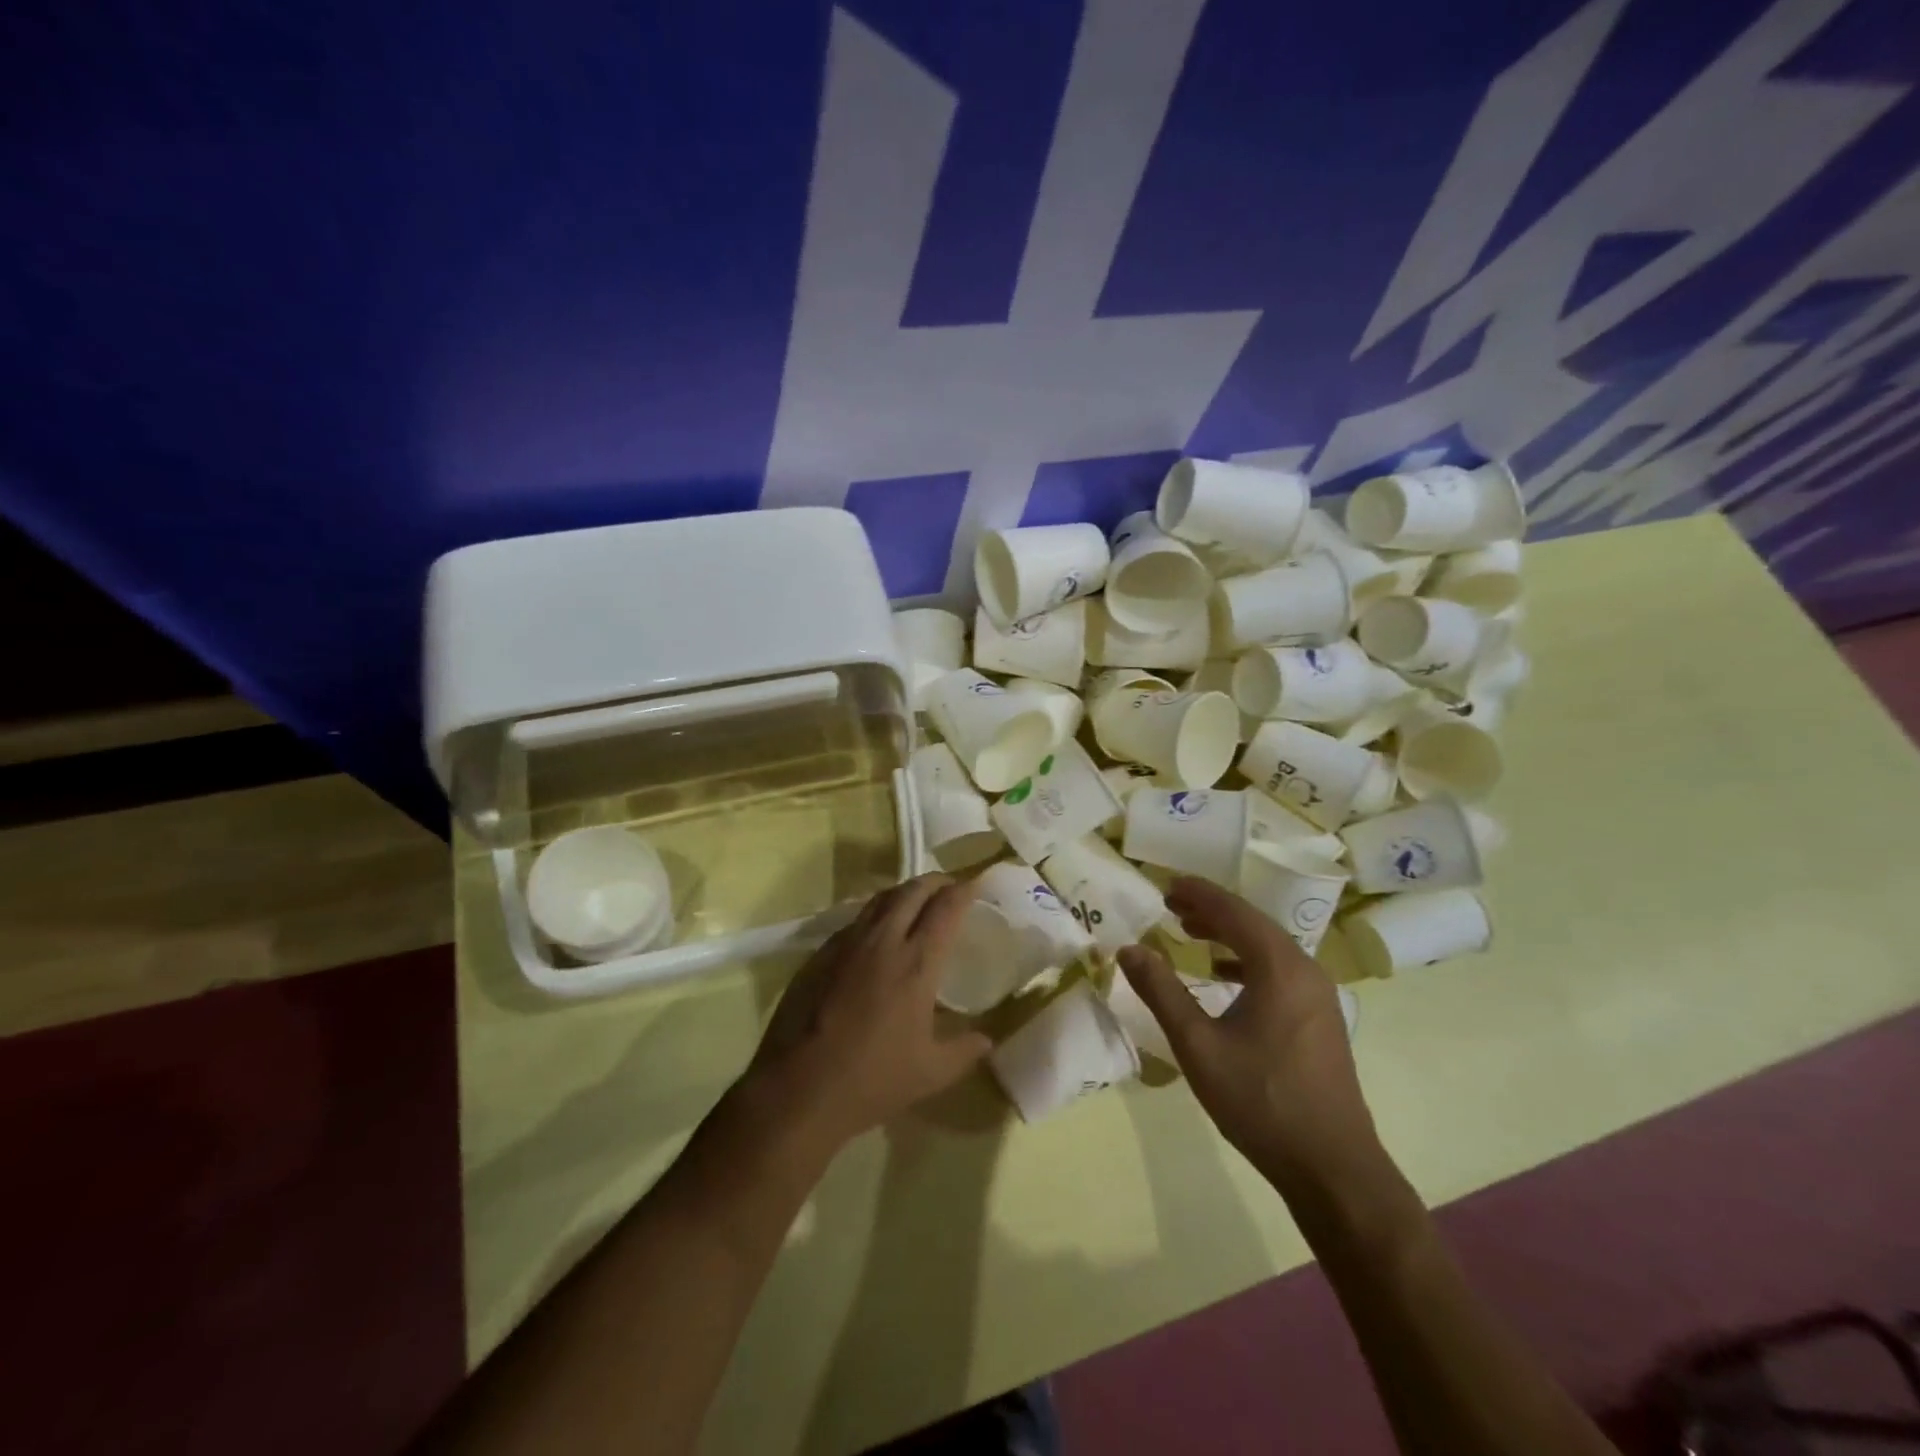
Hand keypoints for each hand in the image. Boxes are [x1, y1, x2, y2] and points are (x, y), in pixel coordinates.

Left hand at [741, 874, 992, 1149]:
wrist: (798, 1088)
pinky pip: (855, 920)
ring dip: (904, 893)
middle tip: (949, 888)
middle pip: (912, 891)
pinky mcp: (820, 954)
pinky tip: (877, 934)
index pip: (945, 908)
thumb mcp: (931, 1073)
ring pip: (880, 899)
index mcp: (916, 963)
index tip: (975, 887)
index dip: (963, 891)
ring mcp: (846, 944)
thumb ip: (965, 1051)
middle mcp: (882, 941)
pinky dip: (875, 914)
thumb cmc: (871, 1080)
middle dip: (935, 882)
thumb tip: (987, 1040)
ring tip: (916, 901)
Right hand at [1117, 877, 1378, 1195]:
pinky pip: (1279, 970)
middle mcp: (1305, 970)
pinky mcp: (1320, 1018)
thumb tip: (1129, 949)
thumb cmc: (1261, 1101)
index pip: (1233, 912)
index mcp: (1280, 968)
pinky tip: (1224, 977)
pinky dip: (1247, 960)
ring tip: (1191, 932)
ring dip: (1229, 934)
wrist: (1332, 1168)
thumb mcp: (1198, 1046)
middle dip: (1211, 910)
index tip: (1166, 884)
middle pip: (1254, 923)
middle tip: (1172, 904)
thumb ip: (1161, 992)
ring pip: (1268, 946)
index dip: (1198, 894)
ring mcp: (1318, 996)